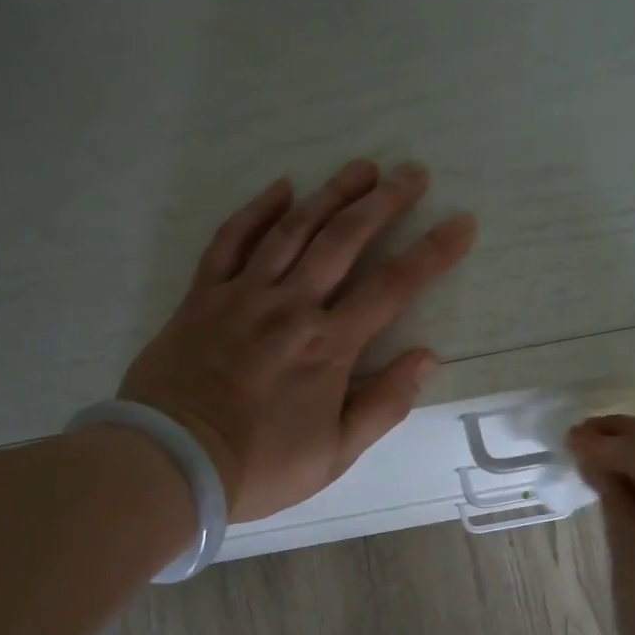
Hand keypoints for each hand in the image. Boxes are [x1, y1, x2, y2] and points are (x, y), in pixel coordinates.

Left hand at [119, 160, 477, 522]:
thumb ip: (384, 404)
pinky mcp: (203, 295)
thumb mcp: (335, 453)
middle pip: (345, 240)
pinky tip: (281, 188)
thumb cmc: (260, 466)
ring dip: (331, 193)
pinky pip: (231, 240)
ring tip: (362, 167)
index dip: (433, 252)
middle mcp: (291, 306)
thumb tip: (426, 357)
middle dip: (385, 202)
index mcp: (329, 345)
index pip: (393, 287)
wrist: (172, 462)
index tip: (462, 223)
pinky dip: (256, 210)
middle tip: (412, 173)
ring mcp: (243, 294)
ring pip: (293, 229)